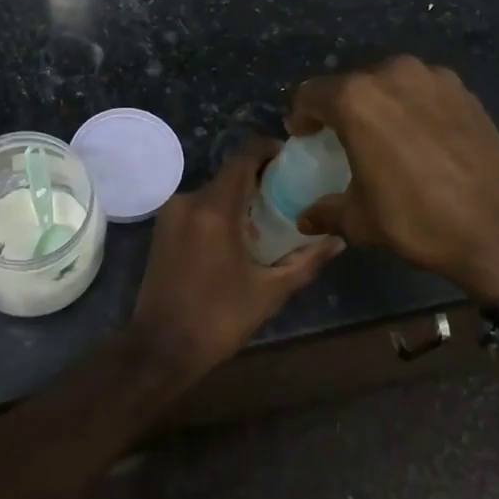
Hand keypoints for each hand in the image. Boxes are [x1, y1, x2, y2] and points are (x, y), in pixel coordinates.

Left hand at [131, 140, 344, 375]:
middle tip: (291, 193)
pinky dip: (220, 211)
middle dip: (259, 178)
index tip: (292, 159)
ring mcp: (171, 214)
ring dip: (239, 197)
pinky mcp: (162, 229)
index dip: (268, 150)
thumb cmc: (218, 319)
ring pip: (213, 191)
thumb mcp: (270, 292)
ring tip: (269, 217)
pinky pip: (198, 207)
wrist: (161, 347)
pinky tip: (239, 235)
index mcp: (215, 209)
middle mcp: (189, 200)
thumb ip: (305, 262)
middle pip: (230, 174)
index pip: (243, 157)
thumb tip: (338, 240)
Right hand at [289, 56, 498, 299]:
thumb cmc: (418, 220)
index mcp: (356, 99)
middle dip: (341, 109)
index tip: (306, 138)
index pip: (311, 94)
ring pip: (389, 83)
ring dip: (379, 105)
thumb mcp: (361, 221)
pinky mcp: (464, 91)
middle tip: (343, 140)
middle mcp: (392, 74)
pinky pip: (422, 92)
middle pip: (351, 84)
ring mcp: (433, 78)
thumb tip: (306, 217)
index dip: (302, 116)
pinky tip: (421, 140)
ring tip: (385, 138)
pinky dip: (412, 108)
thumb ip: (326, 210)